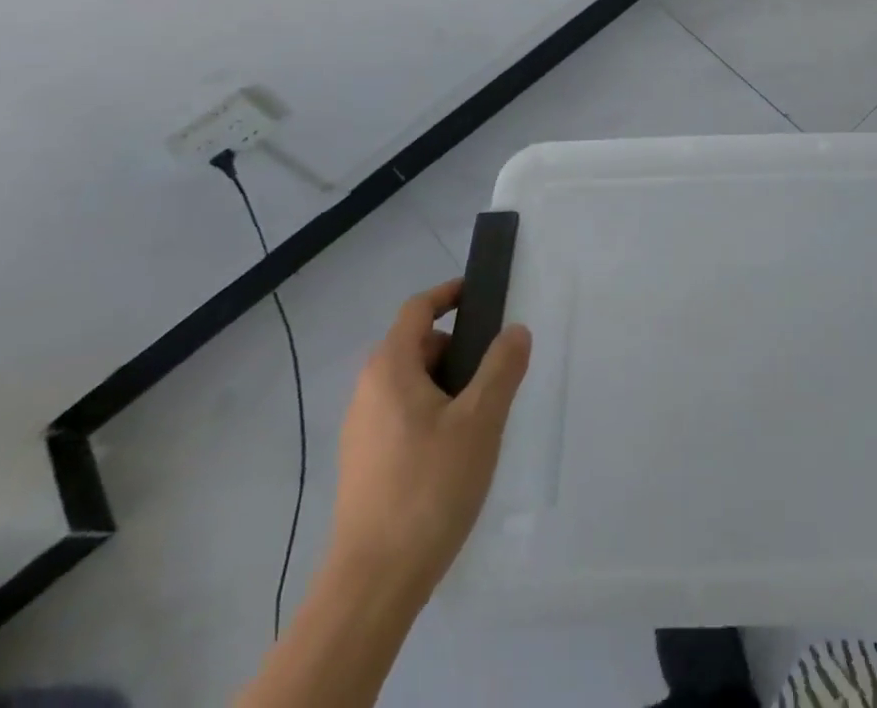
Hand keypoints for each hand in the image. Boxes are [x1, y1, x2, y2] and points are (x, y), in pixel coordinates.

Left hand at [328, 279, 531, 597]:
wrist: (374, 582)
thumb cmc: (429, 487)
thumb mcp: (480, 421)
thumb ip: (502, 368)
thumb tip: (515, 330)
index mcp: (390, 368)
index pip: (417, 309)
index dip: (449, 294)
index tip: (480, 295)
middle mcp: (367, 390)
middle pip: (415, 346)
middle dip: (456, 349)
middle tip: (494, 373)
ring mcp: (360, 429)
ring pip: (410, 384)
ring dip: (446, 385)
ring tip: (480, 418)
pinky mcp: (363, 463)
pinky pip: (401, 415)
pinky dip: (431, 413)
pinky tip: (454, 452)